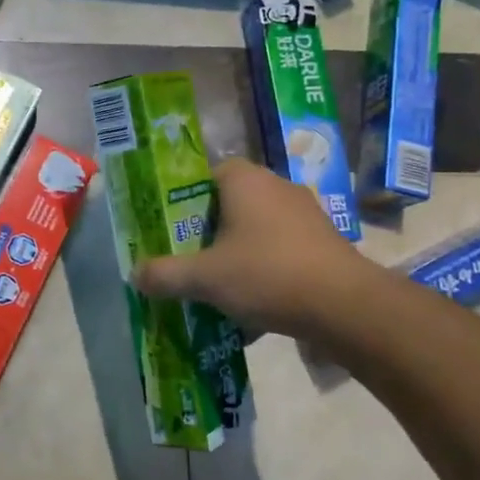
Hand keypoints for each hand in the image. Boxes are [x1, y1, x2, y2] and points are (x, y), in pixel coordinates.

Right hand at [130, 157, 367, 340]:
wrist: (344, 304)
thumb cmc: (266, 274)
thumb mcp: (205, 278)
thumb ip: (165, 274)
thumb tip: (135, 274)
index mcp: (245, 180)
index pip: (205, 174)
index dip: (184, 201)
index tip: (171, 230)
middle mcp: (276, 186)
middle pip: (230, 203)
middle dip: (208, 232)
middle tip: (188, 259)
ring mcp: (305, 213)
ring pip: (256, 229)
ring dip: (237, 253)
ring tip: (218, 286)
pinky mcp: (323, 240)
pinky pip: (281, 249)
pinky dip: (265, 269)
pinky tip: (254, 304)